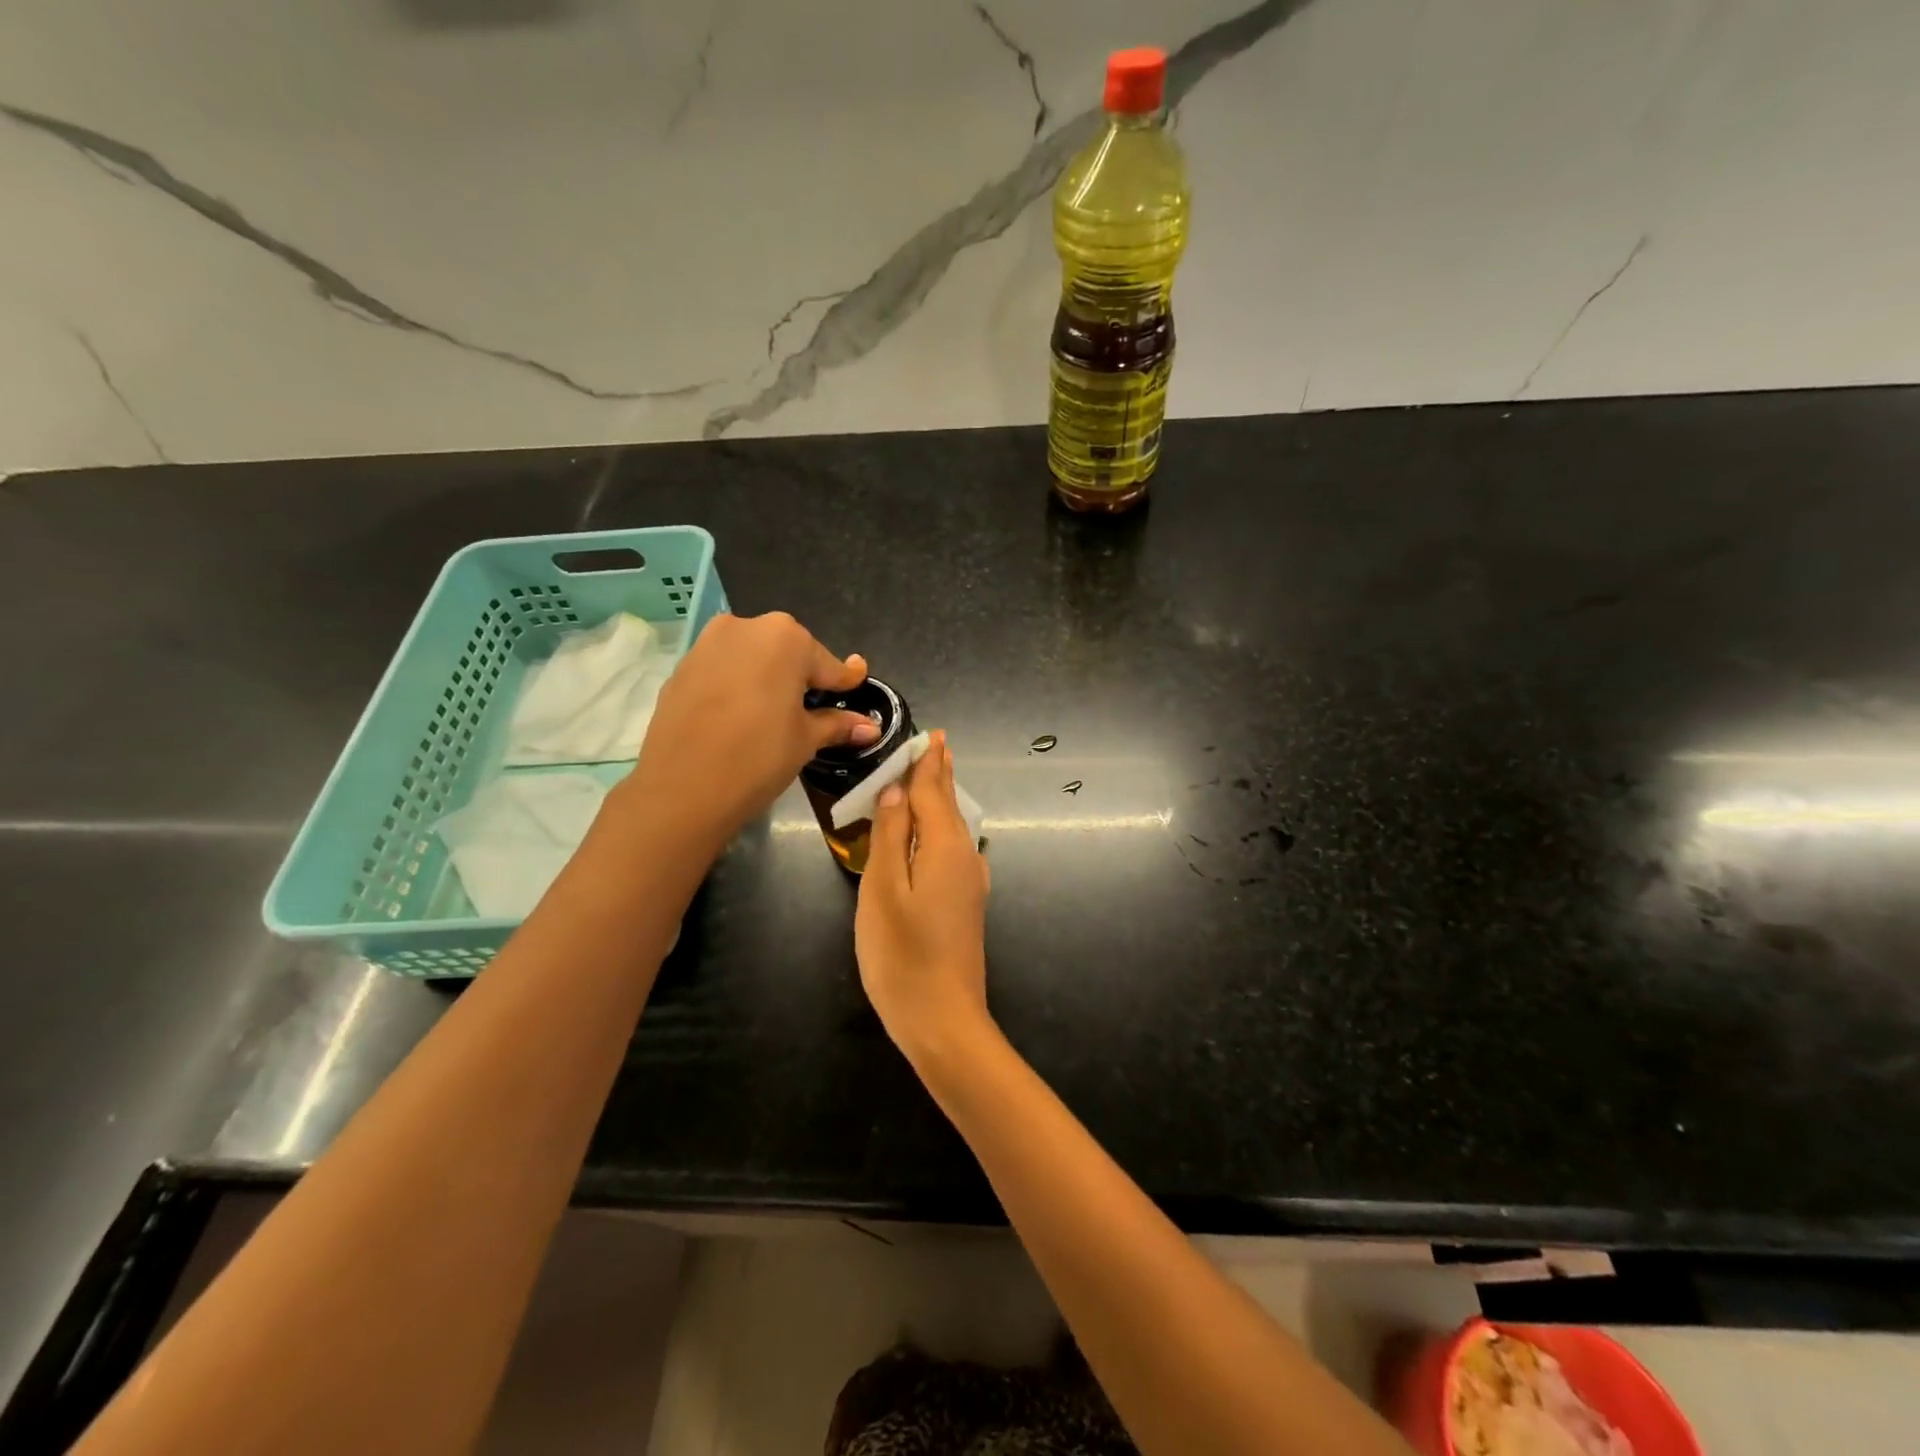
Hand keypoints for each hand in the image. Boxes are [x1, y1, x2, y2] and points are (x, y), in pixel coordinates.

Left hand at [620, 612, 876, 854]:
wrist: (682, 788)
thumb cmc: (758, 757)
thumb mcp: (806, 740)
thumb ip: (837, 724)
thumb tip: (871, 727)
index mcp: (786, 638)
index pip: (827, 663)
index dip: (844, 681)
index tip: (857, 684)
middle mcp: (746, 627)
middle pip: (788, 651)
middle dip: (802, 676)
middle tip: (811, 709)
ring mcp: (708, 643)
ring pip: (752, 656)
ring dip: (767, 677)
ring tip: (773, 712)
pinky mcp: (682, 666)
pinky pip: (723, 669)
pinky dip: (737, 684)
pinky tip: (739, 715)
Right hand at [855, 732, 992, 1068]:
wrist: (944, 1021)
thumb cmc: (902, 956)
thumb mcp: (882, 891)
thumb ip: (889, 838)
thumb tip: (895, 793)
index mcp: (944, 848)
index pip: (934, 792)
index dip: (927, 764)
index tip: (930, 735)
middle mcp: (966, 858)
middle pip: (949, 806)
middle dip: (940, 776)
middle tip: (937, 745)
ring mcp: (970, 884)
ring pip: (954, 828)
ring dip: (942, 800)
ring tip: (934, 778)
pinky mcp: (966, 905)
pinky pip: (953, 850)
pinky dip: (941, 829)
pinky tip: (937, 835)